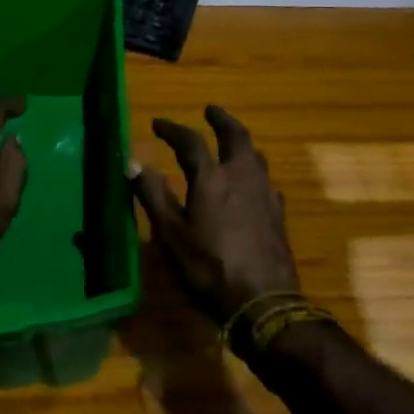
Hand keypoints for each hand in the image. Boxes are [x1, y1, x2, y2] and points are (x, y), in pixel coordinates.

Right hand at [133, 105, 297, 325]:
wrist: (265, 302)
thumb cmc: (210, 269)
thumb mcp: (172, 236)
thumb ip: (154, 196)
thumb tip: (134, 163)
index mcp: (212, 179)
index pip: (191, 142)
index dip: (173, 129)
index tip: (158, 123)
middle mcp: (242, 177)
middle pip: (236, 137)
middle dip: (222, 120)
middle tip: (211, 111)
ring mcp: (265, 195)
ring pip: (256, 157)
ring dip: (241, 144)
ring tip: (231, 145)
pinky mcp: (278, 214)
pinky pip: (266, 182)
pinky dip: (254, 174)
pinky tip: (252, 187)